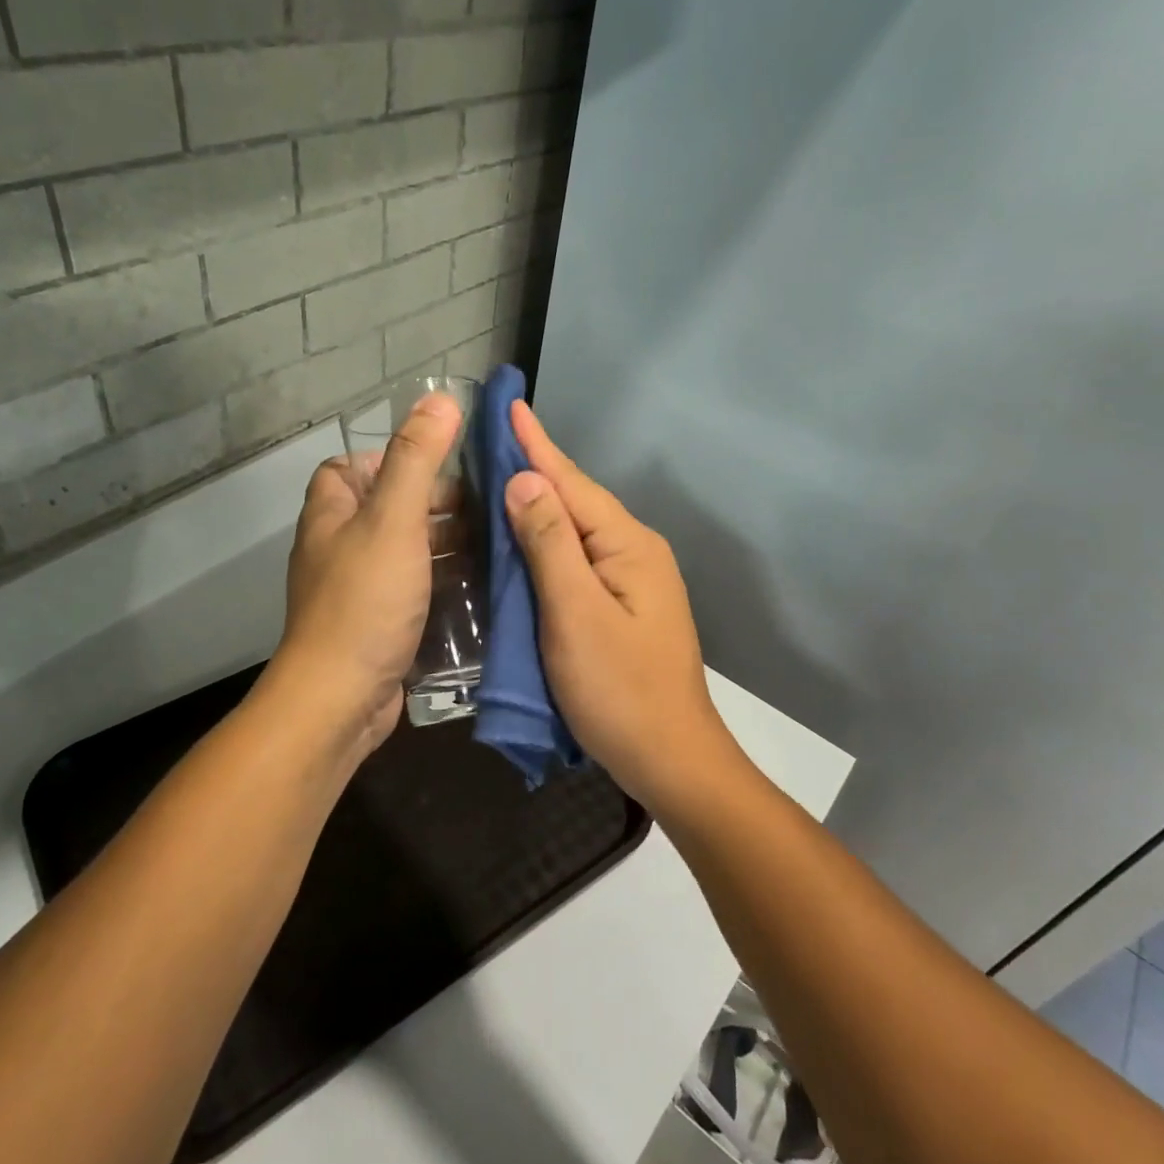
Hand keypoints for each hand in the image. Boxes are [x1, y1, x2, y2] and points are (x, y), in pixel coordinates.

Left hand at [260, 393, 462, 762]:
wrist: (340, 700)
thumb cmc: (365, 601)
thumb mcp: (394, 519)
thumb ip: (417, 459)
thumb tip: (440, 398)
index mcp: (332, 514)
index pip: (350, 467)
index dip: (391, 459)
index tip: (441, 466)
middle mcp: (338, 547)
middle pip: (387, 508)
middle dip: (434, 504)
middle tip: (487, 507)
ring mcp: (358, 589)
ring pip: (405, 551)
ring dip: (444, 545)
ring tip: (496, 542)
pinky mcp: (378, 626)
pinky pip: (413, 590)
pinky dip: (442, 582)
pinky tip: (480, 585)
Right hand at [503, 402, 743, 813]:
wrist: (671, 759)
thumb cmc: (619, 690)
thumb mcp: (576, 614)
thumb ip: (549, 544)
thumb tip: (525, 481)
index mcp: (627, 545)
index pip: (571, 483)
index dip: (536, 445)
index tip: (509, 404)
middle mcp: (634, 551)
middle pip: (577, 500)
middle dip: (536, 467)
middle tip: (492, 438)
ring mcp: (632, 579)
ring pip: (576, 529)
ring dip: (539, 503)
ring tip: (500, 475)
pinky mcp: (622, 605)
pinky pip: (578, 557)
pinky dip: (547, 541)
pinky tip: (525, 538)